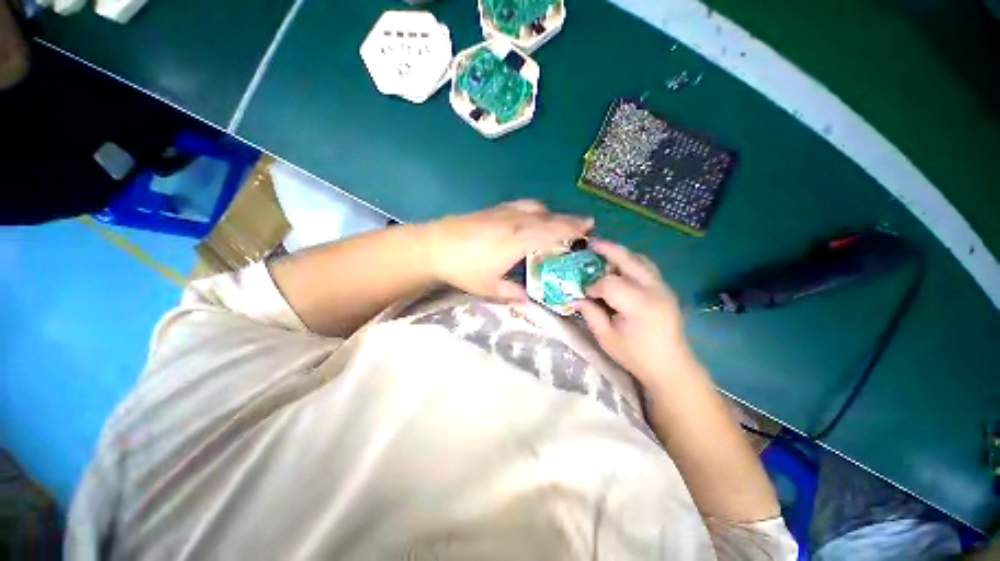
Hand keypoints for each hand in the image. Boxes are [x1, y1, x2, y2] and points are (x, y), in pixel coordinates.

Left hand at [423, 200, 592, 300]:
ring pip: (536, 208)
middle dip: (569, 219)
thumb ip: (512, 293)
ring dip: (553, 213)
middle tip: (585, 224)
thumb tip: (528, 300)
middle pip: (548, 217)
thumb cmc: (463, 269)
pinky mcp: (493, 209)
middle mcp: (515, 221)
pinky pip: (521, 205)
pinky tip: (534, 216)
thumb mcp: (489, 287)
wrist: (433, 246)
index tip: (589, 228)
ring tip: (561, 222)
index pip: (552, 231)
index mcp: (518, 240)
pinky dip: (535, 209)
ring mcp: (503, 212)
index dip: (573, 229)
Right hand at [574, 239, 696, 388]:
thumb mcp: (607, 338)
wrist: (671, 367)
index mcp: (639, 305)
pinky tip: (618, 268)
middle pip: (628, 260)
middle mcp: (654, 290)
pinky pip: (646, 267)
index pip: (609, 283)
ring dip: (620, 254)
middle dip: (607, 249)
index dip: (593, 286)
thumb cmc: (636, 356)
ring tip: (602, 252)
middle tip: (589, 243)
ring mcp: (663, 287)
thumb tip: (575, 298)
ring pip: (640, 260)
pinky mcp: (665, 289)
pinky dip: (630, 262)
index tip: (584, 294)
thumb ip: (590, 314)